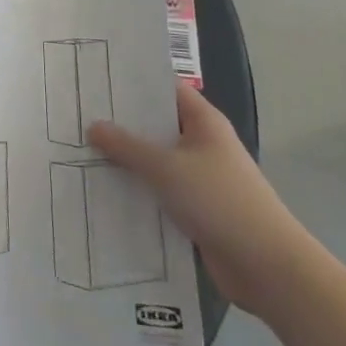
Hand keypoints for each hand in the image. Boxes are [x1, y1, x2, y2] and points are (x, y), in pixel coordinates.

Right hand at [90, 83, 321, 316]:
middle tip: (79, 113)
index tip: (98, 77)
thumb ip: (127, 146)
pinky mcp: (195, 209)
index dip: (134, 82)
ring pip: (155, 161)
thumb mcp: (167, 168)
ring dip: (126, 160)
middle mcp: (201, 144)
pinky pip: (159, 191)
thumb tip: (93, 126)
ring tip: (80, 149)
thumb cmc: (219, 201)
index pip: (165, 88)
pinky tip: (103, 190)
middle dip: (122, 122)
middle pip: (156, 125)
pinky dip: (137, 190)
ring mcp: (199, 178)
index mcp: (203, 122)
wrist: (266, 267)